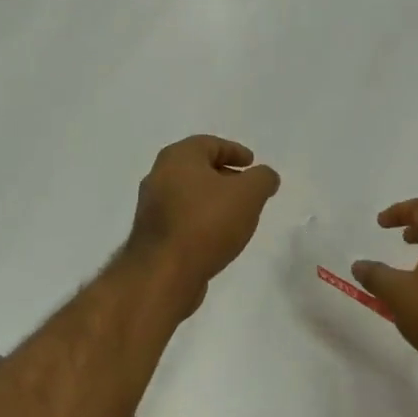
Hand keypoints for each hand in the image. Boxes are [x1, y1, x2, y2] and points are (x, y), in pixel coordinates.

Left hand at [126, 136, 280, 315]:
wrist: (165, 273)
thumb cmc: (207, 223)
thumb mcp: (248, 195)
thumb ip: (262, 179)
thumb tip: (266, 176)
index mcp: (178, 157)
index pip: (209, 144)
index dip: (234, 150)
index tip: (251, 162)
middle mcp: (159, 176)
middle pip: (197, 168)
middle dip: (224, 176)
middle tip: (247, 188)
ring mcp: (151, 206)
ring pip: (189, 194)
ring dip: (212, 200)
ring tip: (236, 214)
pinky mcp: (152, 234)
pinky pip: (182, 217)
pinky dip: (201, 219)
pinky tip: (217, 235)